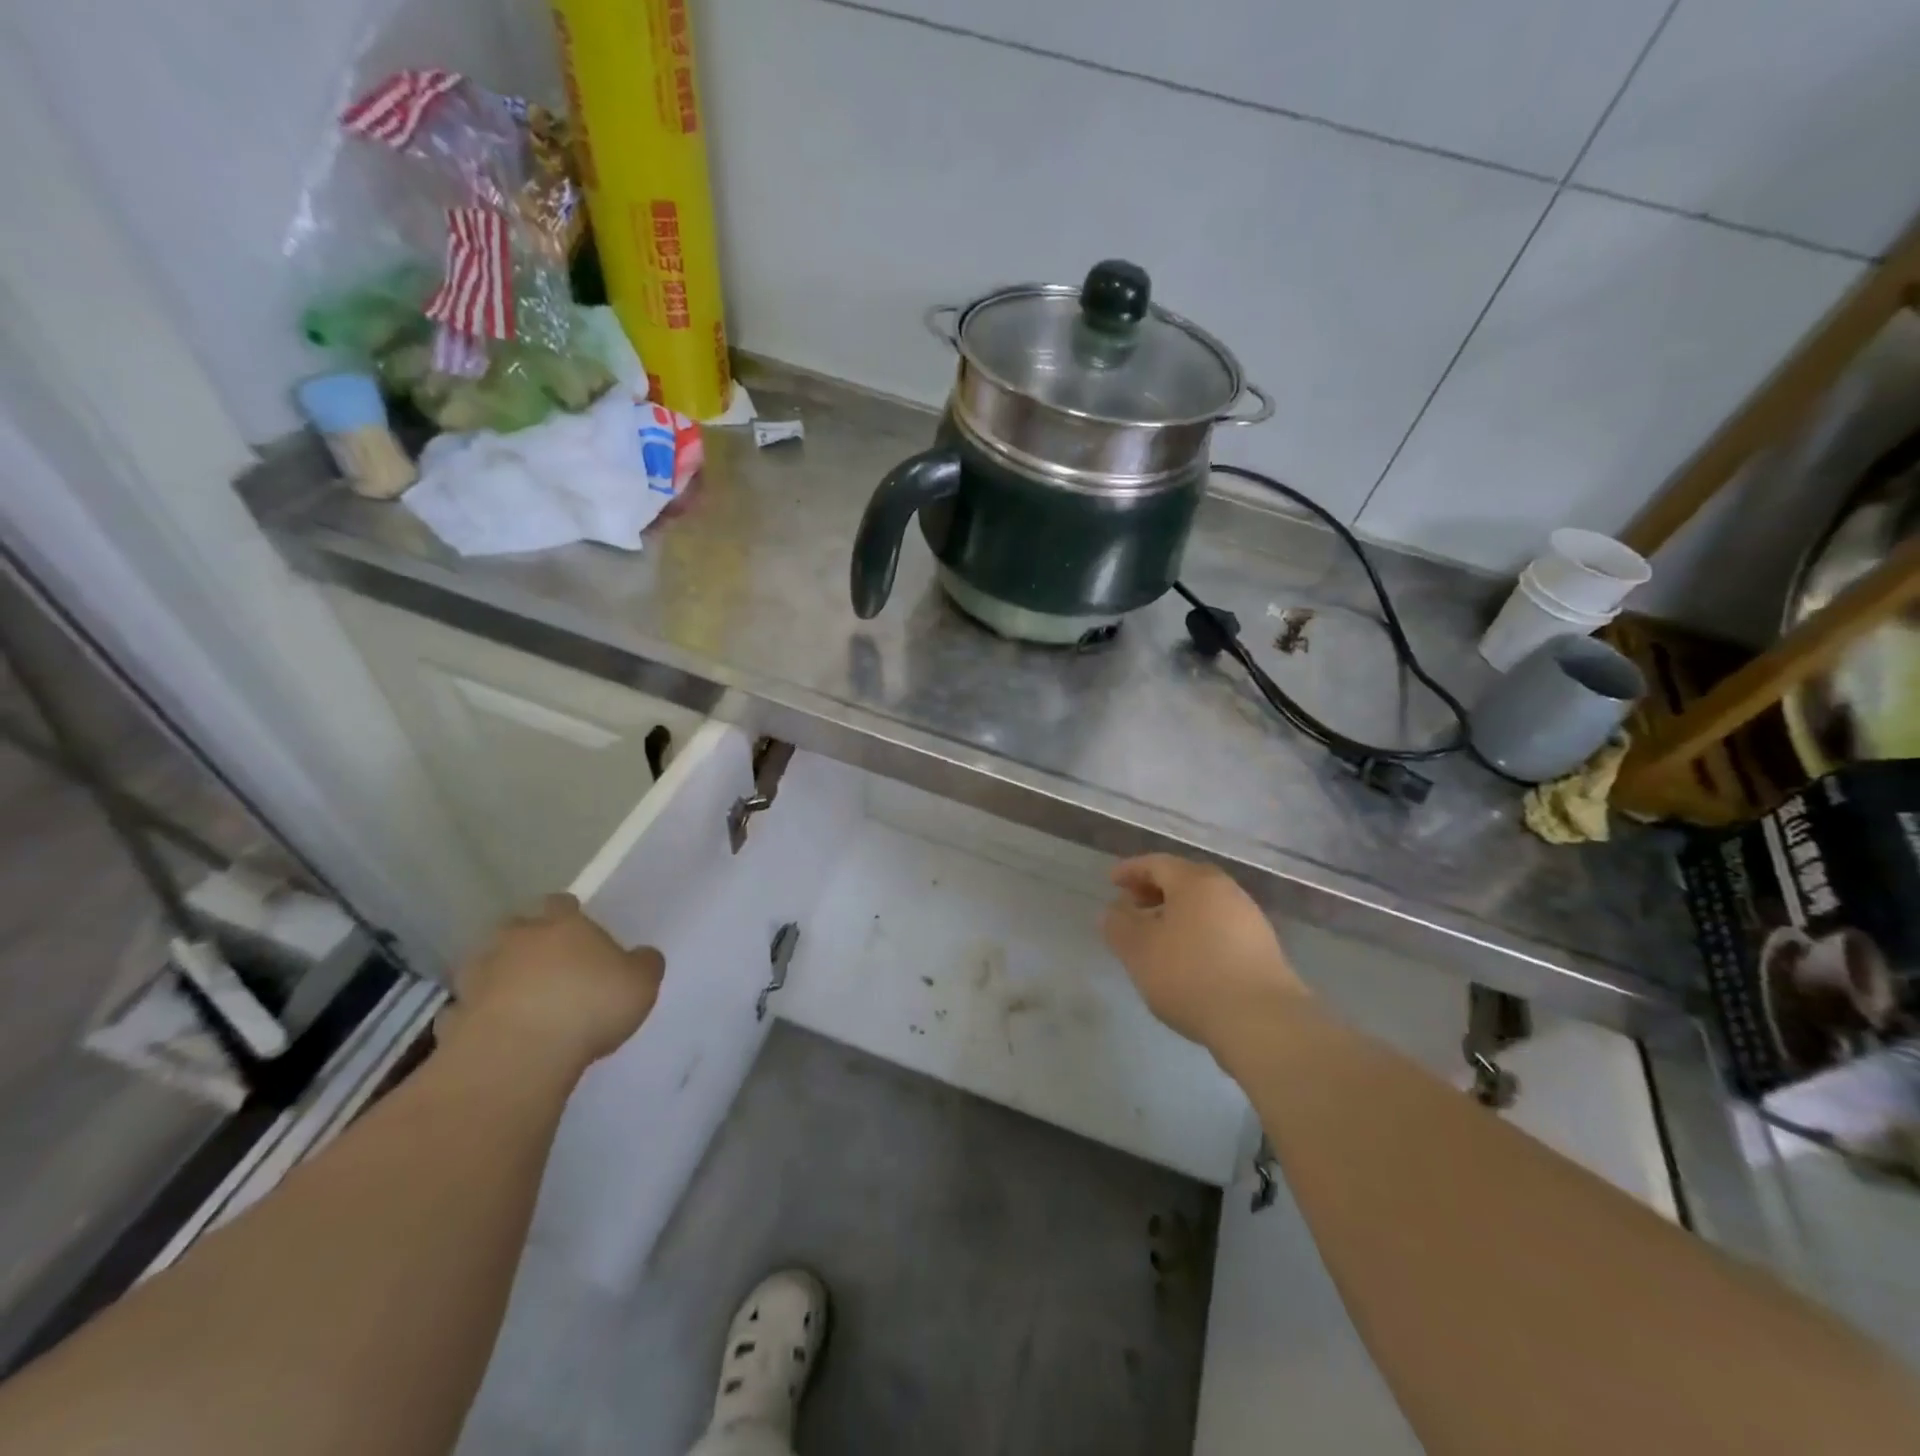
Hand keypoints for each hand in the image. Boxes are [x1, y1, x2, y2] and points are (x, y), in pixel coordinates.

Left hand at [440, 894, 663, 1075]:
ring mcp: (479, 978)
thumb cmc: (590, 1005)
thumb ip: (643, 964)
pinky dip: (474, 1017)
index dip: (566, 912)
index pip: (560, 904)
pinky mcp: (455, 1018)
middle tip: (543, 961)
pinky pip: (464, 1011)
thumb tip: (642, 956)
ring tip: (514, 997)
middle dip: (525, 940)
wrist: (520, 1053)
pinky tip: (490, 1033)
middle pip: (515, 928)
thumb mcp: (641, 983)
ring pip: (483, 966)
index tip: (574, 924)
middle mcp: (516, 942)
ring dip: (495, 976)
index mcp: (563, 925)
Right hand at [1102, 855, 1306, 1049]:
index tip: (1111, 882)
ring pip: (1204, 905)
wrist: (1262, 1021)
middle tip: (1132, 906)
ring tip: (1157, 937)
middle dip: (1154, 890)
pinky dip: (1197, 932)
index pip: (1157, 863)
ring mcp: (1250, 919)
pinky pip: (1220, 928)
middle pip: (1184, 880)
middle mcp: (1226, 891)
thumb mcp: (1138, 950)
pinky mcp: (1263, 949)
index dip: (1130, 870)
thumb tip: (1114, 911)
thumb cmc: (1191, 975)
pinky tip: (1187, 959)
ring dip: (1177, 914)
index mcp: (1195, 881)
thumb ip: (1119, 925)